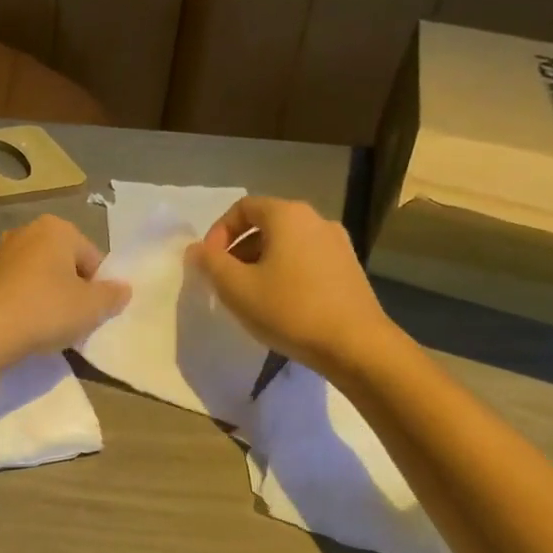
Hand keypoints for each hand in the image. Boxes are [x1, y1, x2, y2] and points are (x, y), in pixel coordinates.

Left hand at [0, 215, 130, 368]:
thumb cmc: (45, 310)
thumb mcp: (91, 307)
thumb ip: (112, 296)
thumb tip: (123, 289)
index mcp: (56, 228)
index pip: (92, 257)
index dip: (99, 287)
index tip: (93, 313)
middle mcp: (25, 232)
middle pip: (64, 265)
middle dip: (72, 290)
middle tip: (73, 321)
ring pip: (38, 278)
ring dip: (47, 299)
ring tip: (48, 329)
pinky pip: (15, 291)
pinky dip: (23, 306)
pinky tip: (23, 329)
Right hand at [186, 196, 403, 379]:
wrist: (356, 345)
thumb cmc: (289, 310)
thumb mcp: (236, 288)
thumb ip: (210, 263)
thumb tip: (196, 249)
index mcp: (288, 215)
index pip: (243, 208)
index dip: (218, 232)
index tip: (209, 263)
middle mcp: (316, 220)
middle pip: (266, 224)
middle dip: (238, 250)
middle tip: (225, 282)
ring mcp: (337, 244)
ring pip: (286, 244)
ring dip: (261, 263)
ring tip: (250, 296)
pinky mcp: (349, 268)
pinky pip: (306, 260)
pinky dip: (285, 272)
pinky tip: (280, 304)